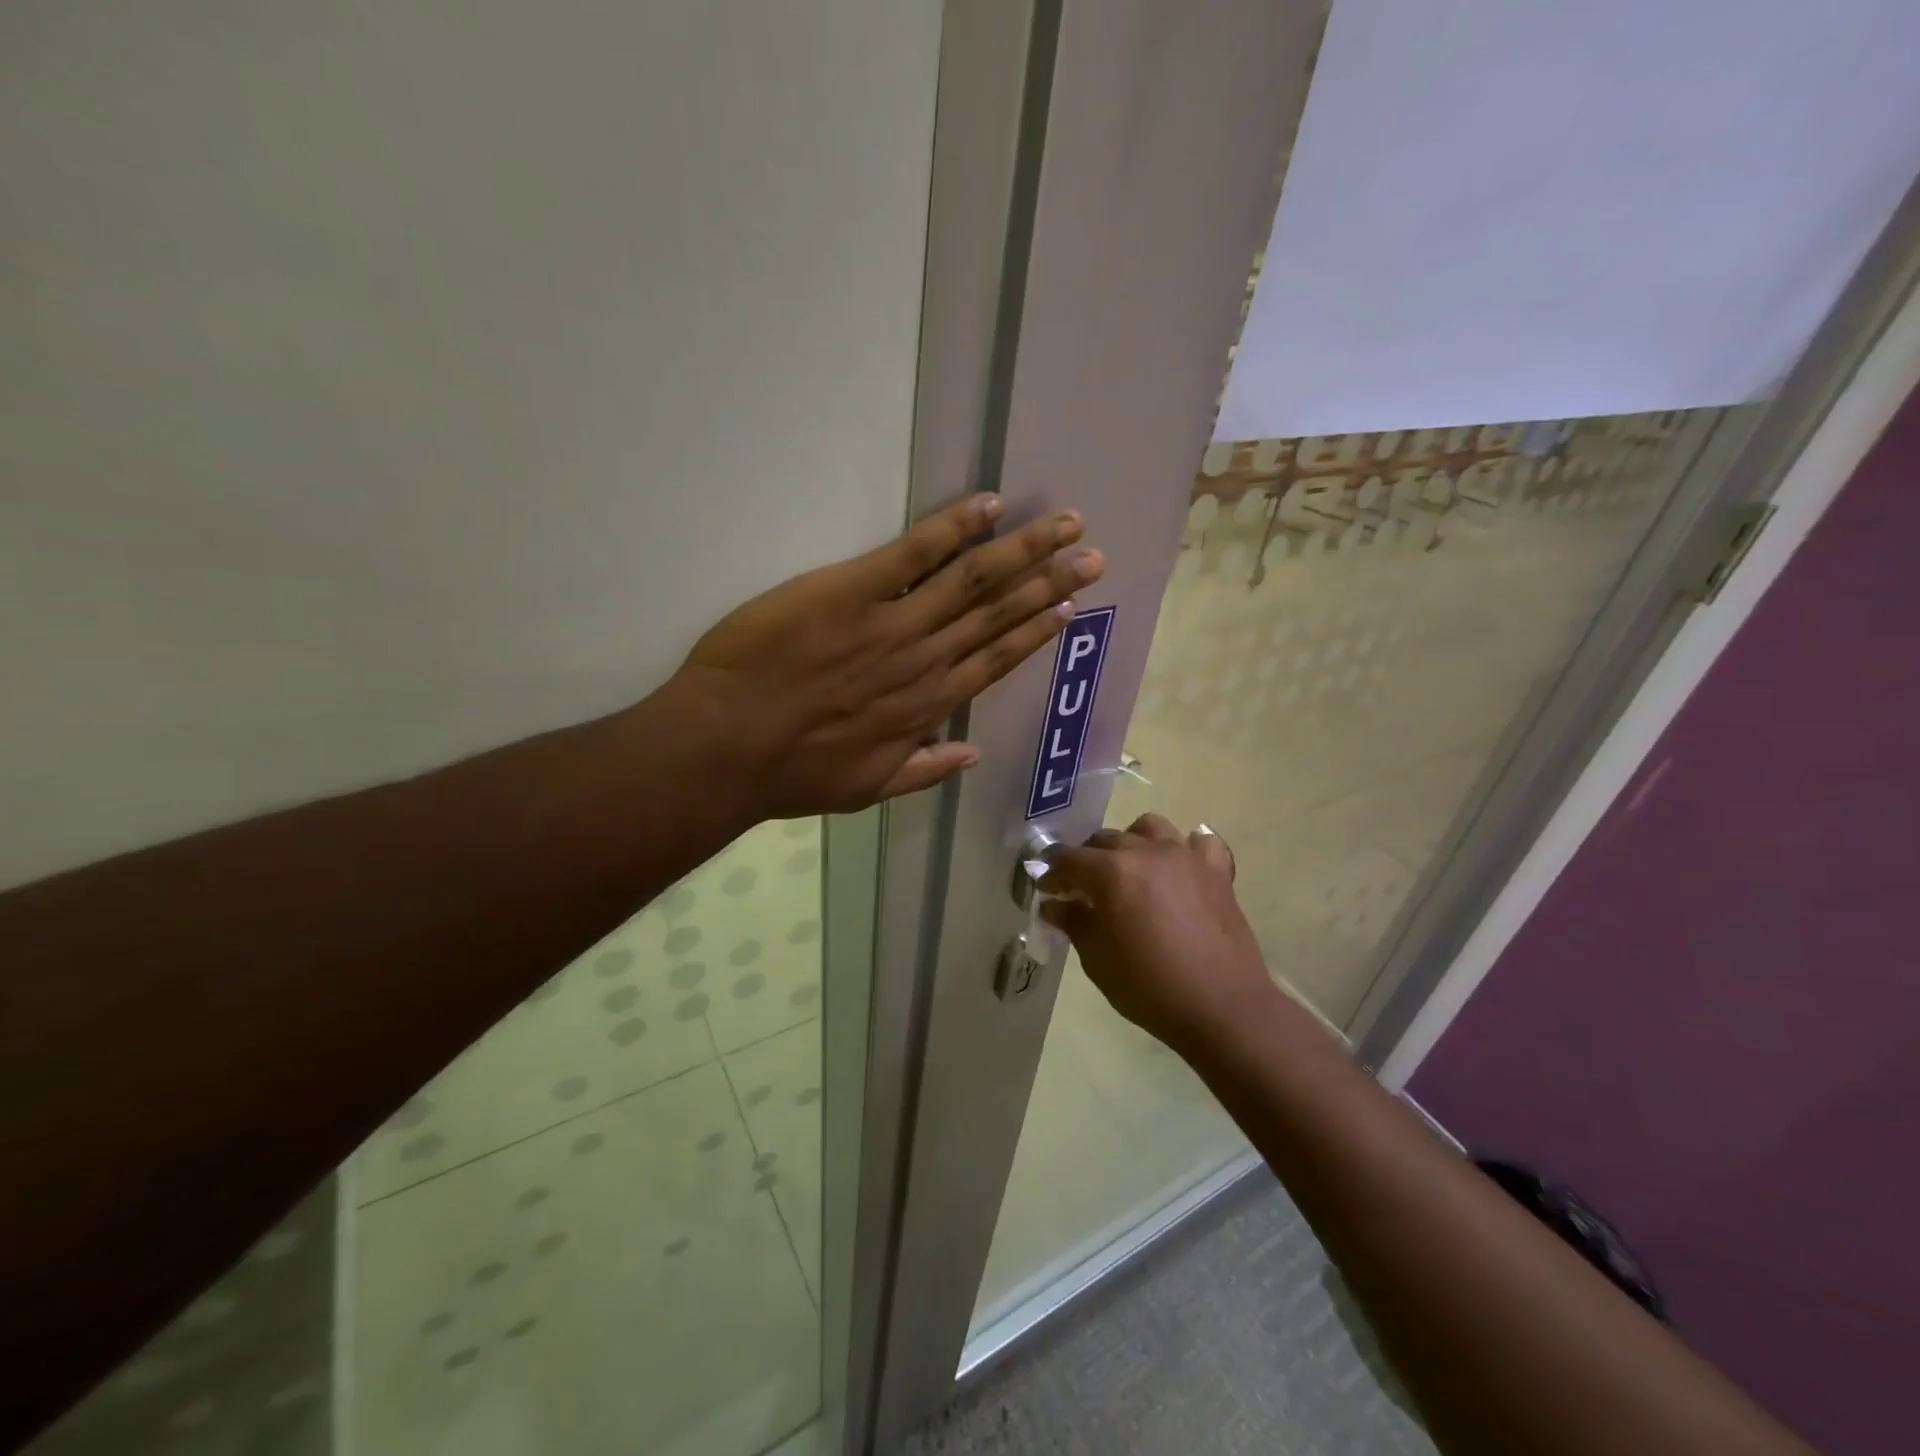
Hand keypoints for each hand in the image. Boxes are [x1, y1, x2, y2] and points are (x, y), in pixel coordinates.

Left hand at [668, 493, 1103, 819]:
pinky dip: (952, 528)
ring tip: (1063, 525)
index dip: (1035, 632)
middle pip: (998, 614)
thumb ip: (923, 771)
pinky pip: (913, 554)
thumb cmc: (793, 772)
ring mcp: (893, 623)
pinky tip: (988, 506)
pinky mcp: (852, 591)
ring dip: (1022, 551)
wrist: (729, 746)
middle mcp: (925, 660)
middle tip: (1090, 554)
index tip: (1068, 607)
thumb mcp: (867, 789)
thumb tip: (971, 755)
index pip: (996, 661)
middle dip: (1048, 582)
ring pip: (972, 581)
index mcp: (927, 706)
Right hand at [1040, 814, 1276, 1052]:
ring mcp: (1185, 857)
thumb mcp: (1098, 960)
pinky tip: (1179, 870)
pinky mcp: (1216, 871)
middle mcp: (1146, 852)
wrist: (1222, 1007)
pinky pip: (1199, 843)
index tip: (1047, 891)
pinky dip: (1185, 850)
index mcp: (1112, 872)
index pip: (1069, 859)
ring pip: (1149, 828)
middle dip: (1087, 860)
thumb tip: (1055, 905)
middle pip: (1105, 839)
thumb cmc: (1150, 987)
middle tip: (1082, 888)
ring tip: (1129, 869)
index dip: (1053, 874)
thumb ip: (1074, 923)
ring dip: (1132, 842)